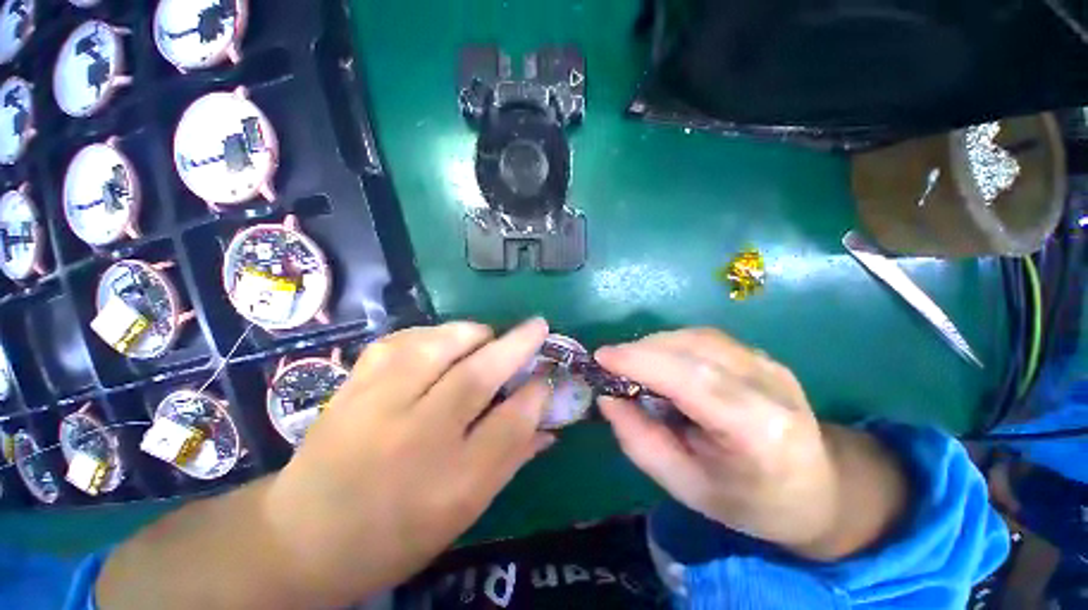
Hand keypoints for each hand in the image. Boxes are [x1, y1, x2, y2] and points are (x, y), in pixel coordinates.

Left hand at [98, 319, 554, 609]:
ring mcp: (378, 406)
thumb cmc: (394, 536)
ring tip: (488, 336)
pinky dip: (431, 333)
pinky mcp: (353, 385)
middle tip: (538, 326)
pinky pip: (400, 341)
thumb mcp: (464, 513)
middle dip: (517, 345)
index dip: (537, 393)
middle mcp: (417, 439)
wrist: (301, 538)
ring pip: (439, 347)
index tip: (548, 375)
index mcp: (451, 484)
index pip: (512, 423)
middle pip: (479, 376)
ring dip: (474, 333)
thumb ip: (510, 460)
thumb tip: (548, 424)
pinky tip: (441, 342)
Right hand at [596, 329, 906, 559]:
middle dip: (642, 351)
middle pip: (694, 349)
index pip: (694, 380)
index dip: (643, 362)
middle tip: (611, 364)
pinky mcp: (762, 356)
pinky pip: (706, 340)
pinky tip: (661, 363)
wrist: (820, 489)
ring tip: (632, 365)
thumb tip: (608, 398)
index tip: (602, 357)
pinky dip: (672, 345)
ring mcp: (770, 365)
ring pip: (697, 337)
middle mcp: (771, 386)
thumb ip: (641, 441)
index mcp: (760, 433)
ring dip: (655, 345)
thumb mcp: (687, 486)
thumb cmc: (750, 501)